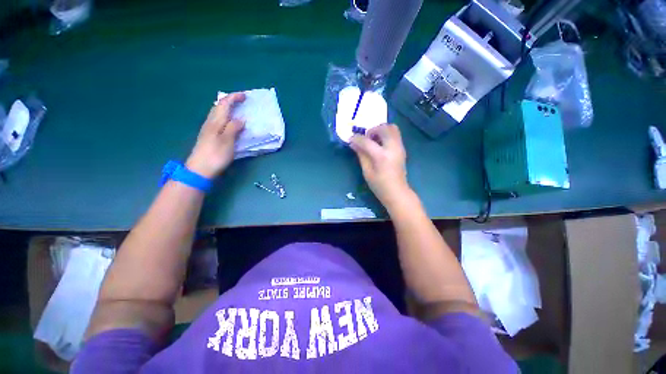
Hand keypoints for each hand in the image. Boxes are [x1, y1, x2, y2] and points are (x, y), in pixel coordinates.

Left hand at [186, 92, 245, 178]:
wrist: (199, 169)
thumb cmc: (215, 155)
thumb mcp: (228, 141)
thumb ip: (234, 128)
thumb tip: (240, 119)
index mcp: (216, 122)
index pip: (224, 104)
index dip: (234, 98)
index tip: (245, 96)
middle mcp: (210, 122)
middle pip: (218, 106)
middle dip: (230, 101)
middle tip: (241, 101)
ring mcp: (208, 129)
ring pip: (217, 113)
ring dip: (226, 108)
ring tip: (236, 109)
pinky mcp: (208, 136)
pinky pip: (217, 120)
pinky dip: (225, 117)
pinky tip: (229, 122)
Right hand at [350, 124, 411, 208]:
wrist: (397, 192)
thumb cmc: (379, 185)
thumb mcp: (367, 171)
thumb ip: (361, 155)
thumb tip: (353, 143)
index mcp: (382, 156)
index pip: (367, 141)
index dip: (357, 139)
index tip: (350, 139)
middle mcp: (393, 148)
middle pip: (384, 128)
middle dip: (372, 130)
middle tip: (366, 139)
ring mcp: (399, 147)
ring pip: (392, 128)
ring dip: (381, 130)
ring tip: (373, 140)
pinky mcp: (402, 149)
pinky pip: (395, 134)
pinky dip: (386, 134)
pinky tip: (380, 145)